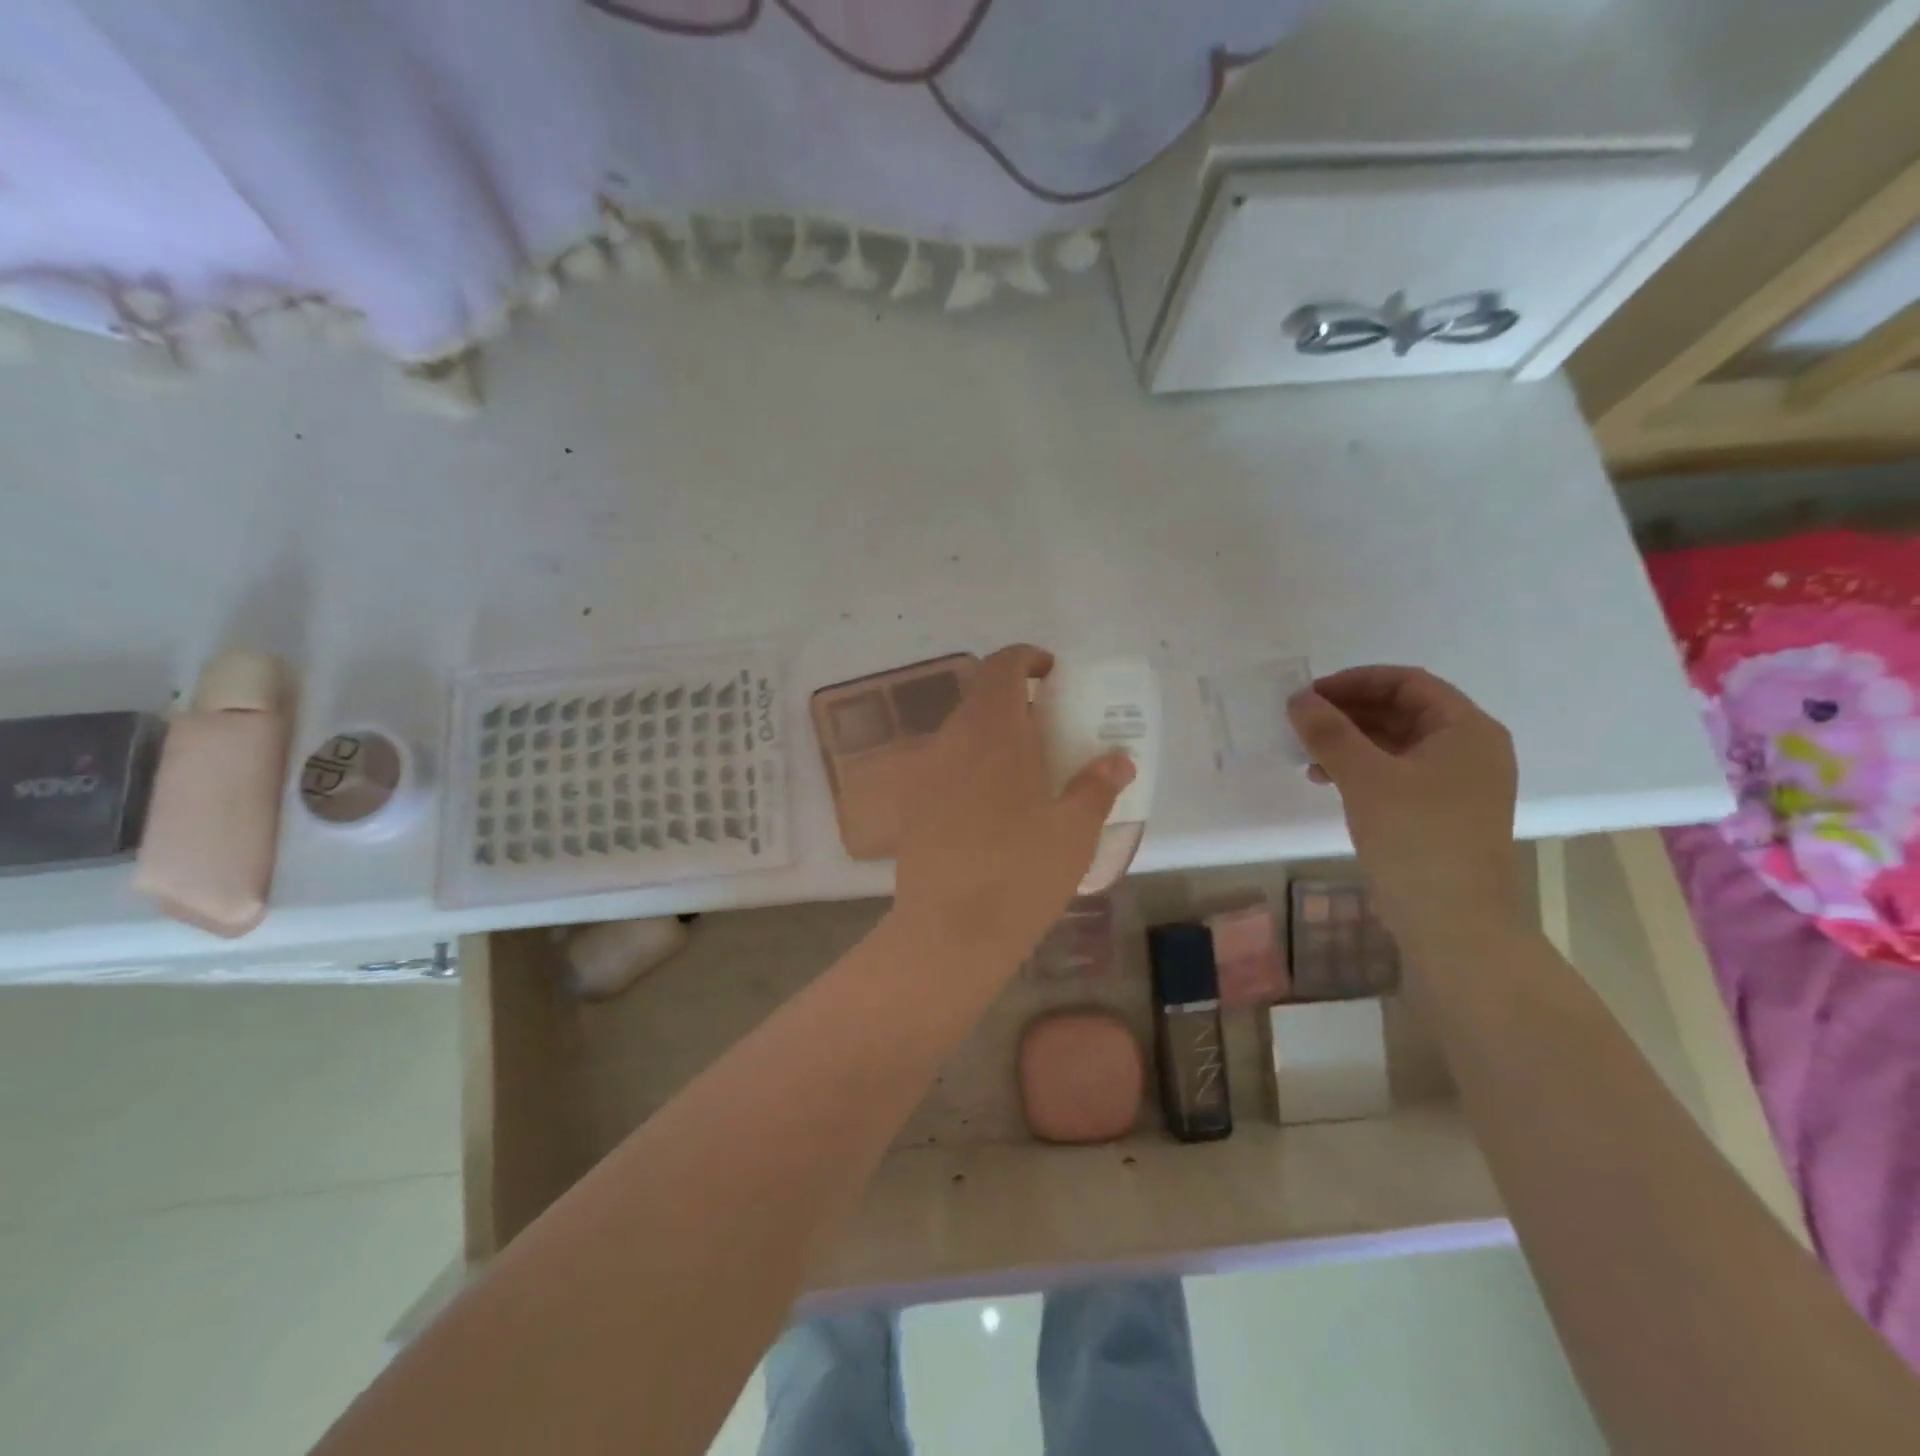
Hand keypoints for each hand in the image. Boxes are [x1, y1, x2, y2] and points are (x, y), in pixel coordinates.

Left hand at [893, 645, 1134, 967]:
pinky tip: (993, 812)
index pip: (1002, 666)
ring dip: (994, 739)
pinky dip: (973, 770)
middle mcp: (951, 740)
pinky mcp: (912, 806)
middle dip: (1017, 705)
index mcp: (992, 732)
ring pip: (962, 735)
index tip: (1053, 676)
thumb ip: (1097, 786)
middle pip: (981, 700)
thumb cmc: (1021, 874)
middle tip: (1051, 735)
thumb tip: (1118, 760)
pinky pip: (947, 768)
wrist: (949, 932)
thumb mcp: (1074, 831)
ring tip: (1027, 776)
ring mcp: (925, 773)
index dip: (1027, 659)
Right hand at [1288, 666, 1522, 955]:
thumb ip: (1329, 732)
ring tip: (1307, 754)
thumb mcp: (1365, 777)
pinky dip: (1361, 769)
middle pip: (1402, 711)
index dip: (1356, 682)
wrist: (1453, 922)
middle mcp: (1469, 749)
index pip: (1408, 683)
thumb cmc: (1416, 838)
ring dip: (1349, 742)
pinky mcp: (1441, 812)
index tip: (1310, 694)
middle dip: (1348, 713)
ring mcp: (1458, 783)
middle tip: (1302, 721)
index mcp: (1466, 730)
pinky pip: (1396, 773)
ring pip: (1395, 744)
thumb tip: (1298, 699)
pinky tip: (1326, 781)